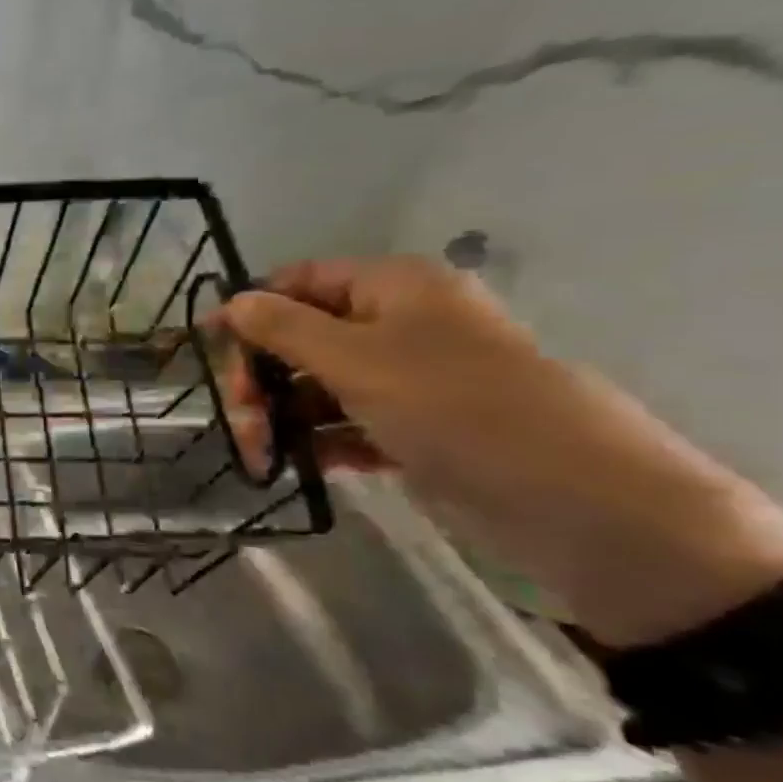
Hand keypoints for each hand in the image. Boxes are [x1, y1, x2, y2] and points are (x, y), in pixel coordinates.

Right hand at [220, 257, 782, 648]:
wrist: (577, 501)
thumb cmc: (454, 406)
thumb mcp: (355, 359)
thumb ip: (283, 328)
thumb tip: (231, 301)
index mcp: (395, 288)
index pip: (302, 280)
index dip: (250, 308)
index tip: (205, 346)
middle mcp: (402, 325)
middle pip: (305, 336)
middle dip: (263, 375)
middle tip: (238, 416)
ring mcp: (412, 381)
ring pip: (323, 385)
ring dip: (283, 415)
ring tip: (260, 453)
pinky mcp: (419, 429)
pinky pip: (350, 424)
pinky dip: (320, 441)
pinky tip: (295, 465)